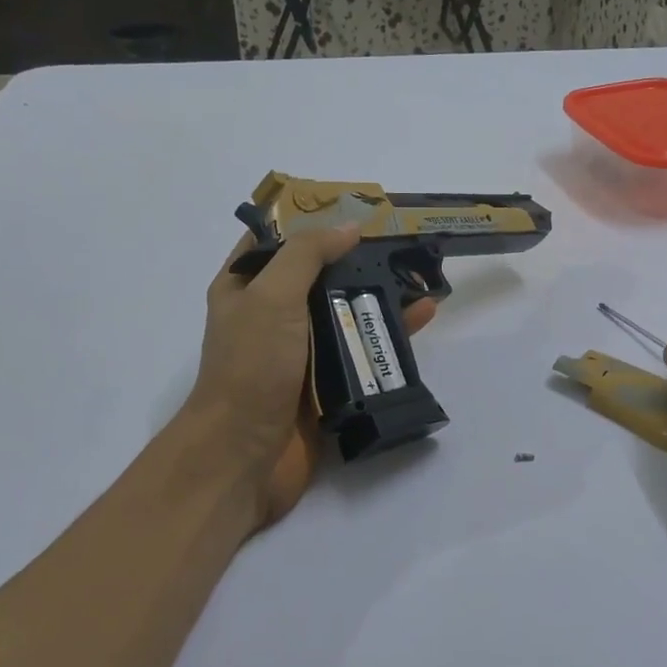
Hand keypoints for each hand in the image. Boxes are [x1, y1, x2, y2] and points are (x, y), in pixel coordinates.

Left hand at [182, 227, 436, 528]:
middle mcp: (273, 316)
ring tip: (422, 276)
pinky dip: (390, 334)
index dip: (311, 221)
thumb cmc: (251, 366)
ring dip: (381, 296)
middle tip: (403, 243)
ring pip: (346, 313)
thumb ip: (308, 255)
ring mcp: (301, 352)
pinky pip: (362, 350)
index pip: (276, 241)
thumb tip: (350, 228)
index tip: (353, 210)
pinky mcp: (328, 384)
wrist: (244, 456)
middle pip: (320, 276)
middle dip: (359, 260)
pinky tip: (422, 318)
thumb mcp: (272, 296)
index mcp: (246, 288)